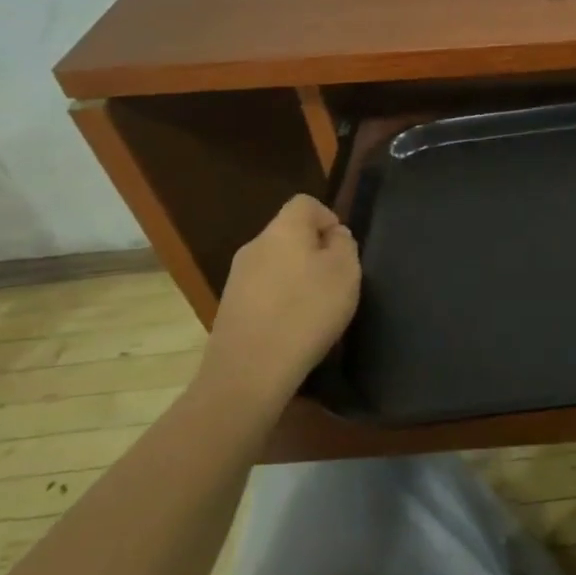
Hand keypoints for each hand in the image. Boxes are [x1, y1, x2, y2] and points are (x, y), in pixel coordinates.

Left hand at [196, 195, 360, 408]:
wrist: (249, 371)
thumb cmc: (306, 312)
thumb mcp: (345, 272)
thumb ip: (344, 245)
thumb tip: (333, 236)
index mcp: (283, 230)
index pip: (305, 203)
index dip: (329, 217)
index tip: (343, 248)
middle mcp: (255, 246)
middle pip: (289, 234)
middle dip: (314, 251)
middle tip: (335, 281)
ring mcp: (237, 278)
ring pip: (276, 264)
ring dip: (298, 278)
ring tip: (316, 309)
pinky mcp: (230, 307)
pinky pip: (264, 291)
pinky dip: (281, 301)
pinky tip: (293, 328)